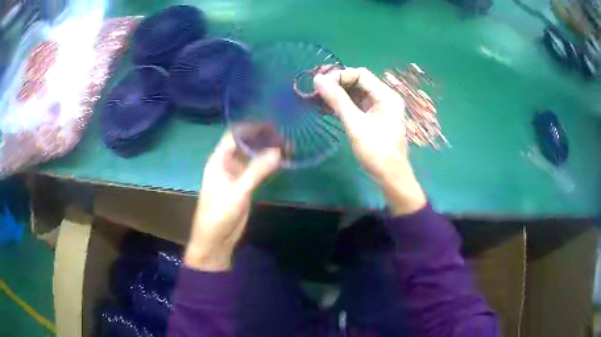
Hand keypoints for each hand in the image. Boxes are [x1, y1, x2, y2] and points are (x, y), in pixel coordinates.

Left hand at [184, 131, 280, 270]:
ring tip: (288, 146)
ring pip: (252, 156)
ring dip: (267, 150)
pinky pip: (256, 169)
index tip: (272, 125)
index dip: (251, 127)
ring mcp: (235, 174)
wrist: (215, 239)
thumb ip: (257, 171)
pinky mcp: (243, 185)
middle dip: (263, 138)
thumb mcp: (238, 191)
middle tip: (285, 136)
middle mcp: (226, 163)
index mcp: (219, 160)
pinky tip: (281, 161)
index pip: (234, 135)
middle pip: (245, 144)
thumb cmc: (219, 213)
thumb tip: (278, 151)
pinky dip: (267, 163)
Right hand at [314, 67, 425, 214]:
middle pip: (358, 82)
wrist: (390, 177)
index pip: (360, 74)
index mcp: (386, 95)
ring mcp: (380, 107)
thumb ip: (337, 100)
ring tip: (317, 99)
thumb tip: (318, 79)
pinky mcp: (374, 117)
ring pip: (356, 93)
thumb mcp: (355, 124)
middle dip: (337, 84)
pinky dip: (342, 105)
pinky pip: (356, 105)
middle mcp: (384, 97)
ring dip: (337, 95)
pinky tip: (326, 108)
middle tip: (315, 90)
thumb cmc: (376, 151)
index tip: (320, 84)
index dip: (339, 75)